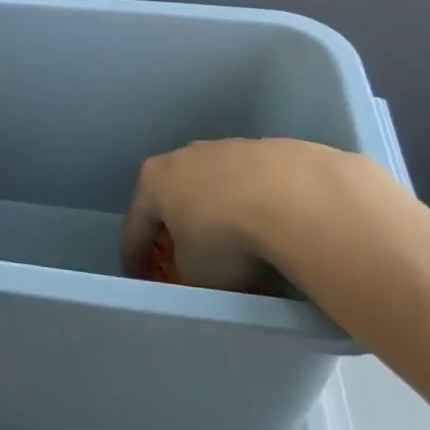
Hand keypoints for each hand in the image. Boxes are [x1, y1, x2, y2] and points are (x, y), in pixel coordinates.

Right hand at [119, 138, 401, 291]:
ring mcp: (229, 149)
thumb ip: (186, 275)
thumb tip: (197, 277)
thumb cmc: (225, 237)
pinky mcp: (271, 150)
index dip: (135, 258)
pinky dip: (258, 208)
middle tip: (188, 261)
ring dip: (223, 216)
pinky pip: (256, 187)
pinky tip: (274, 232)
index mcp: (154, 181)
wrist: (294, 198)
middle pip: (176, 198)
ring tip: (241, 249)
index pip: (135, 225)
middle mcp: (185, 156)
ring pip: (218, 189)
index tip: (140, 280)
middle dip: (180, 229)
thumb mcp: (195, 275)